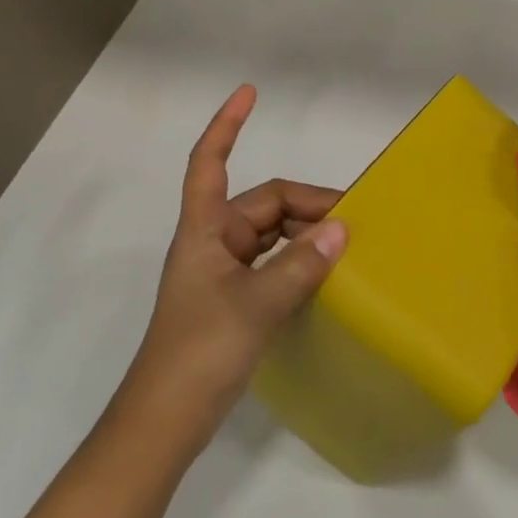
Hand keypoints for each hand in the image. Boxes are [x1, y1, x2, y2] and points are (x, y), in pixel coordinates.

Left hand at [116, 84, 347, 453]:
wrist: (164, 424)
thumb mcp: (256, 305)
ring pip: (272, 234)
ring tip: (348, 246)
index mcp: (204, 230)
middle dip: (307, 203)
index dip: (227, 125)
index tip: (249, 93)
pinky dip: (299, 260)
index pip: (209, 162)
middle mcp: (213, 242)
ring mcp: (223, 272)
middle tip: (354, 221)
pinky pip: (273, 263)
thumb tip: (341, 229)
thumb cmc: (199, 352)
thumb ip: (300, 266)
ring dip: (306, 233)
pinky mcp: (234, 300)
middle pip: (264, 203)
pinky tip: (327, 274)